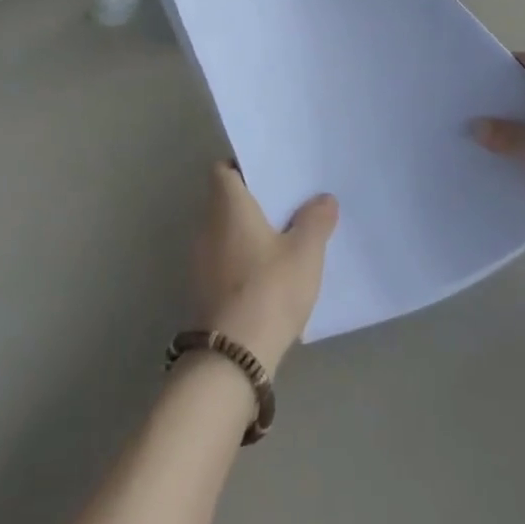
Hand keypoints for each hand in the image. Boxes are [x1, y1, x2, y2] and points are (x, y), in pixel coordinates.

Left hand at [192, 162, 337, 371]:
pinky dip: (243, 258)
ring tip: (284, 238)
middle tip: (288, 204)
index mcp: (227, 205)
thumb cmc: (269, 289)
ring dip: (248, 232)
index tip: (271, 174)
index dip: (243, 167)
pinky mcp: (203, 289)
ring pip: (225, 231)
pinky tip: (269, 274)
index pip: (223, 169)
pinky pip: (224, 258)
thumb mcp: (304, 253)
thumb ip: (315, 221)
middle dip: (253, 200)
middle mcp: (206, 225)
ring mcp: (200, 259)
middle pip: (225, 200)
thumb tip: (323, 199)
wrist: (233, 355)